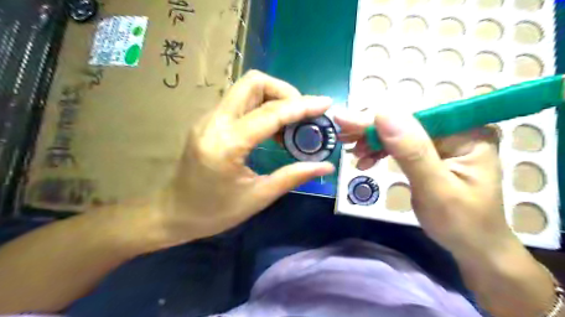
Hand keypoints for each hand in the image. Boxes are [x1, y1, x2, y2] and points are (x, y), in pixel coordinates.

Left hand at [153, 70, 333, 244]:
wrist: (173, 213)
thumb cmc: (215, 212)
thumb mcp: (259, 197)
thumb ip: (293, 176)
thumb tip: (326, 165)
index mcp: (227, 144)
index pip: (271, 112)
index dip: (302, 106)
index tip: (325, 103)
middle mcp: (215, 121)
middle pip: (253, 82)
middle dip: (284, 92)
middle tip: (301, 115)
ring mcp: (209, 118)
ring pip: (246, 87)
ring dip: (273, 97)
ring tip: (290, 123)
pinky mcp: (209, 121)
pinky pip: (239, 101)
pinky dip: (261, 106)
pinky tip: (271, 129)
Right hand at [332, 110, 517, 263]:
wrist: (473, 247)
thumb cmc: (461, 223)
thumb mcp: (436, 189)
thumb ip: (411, 151)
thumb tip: (383, 113)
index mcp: (467, 132)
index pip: (414, 117)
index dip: (377, 119)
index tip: (344, 120)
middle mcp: (456, 130)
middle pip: (405, 122)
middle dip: (371, 130)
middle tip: (342, 135)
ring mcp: (443, 141)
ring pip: (398, 133)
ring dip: (372, 141)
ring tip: (353, 152)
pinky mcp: (431, 153)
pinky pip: (400, 146)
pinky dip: (380, 151)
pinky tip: (366, 160)